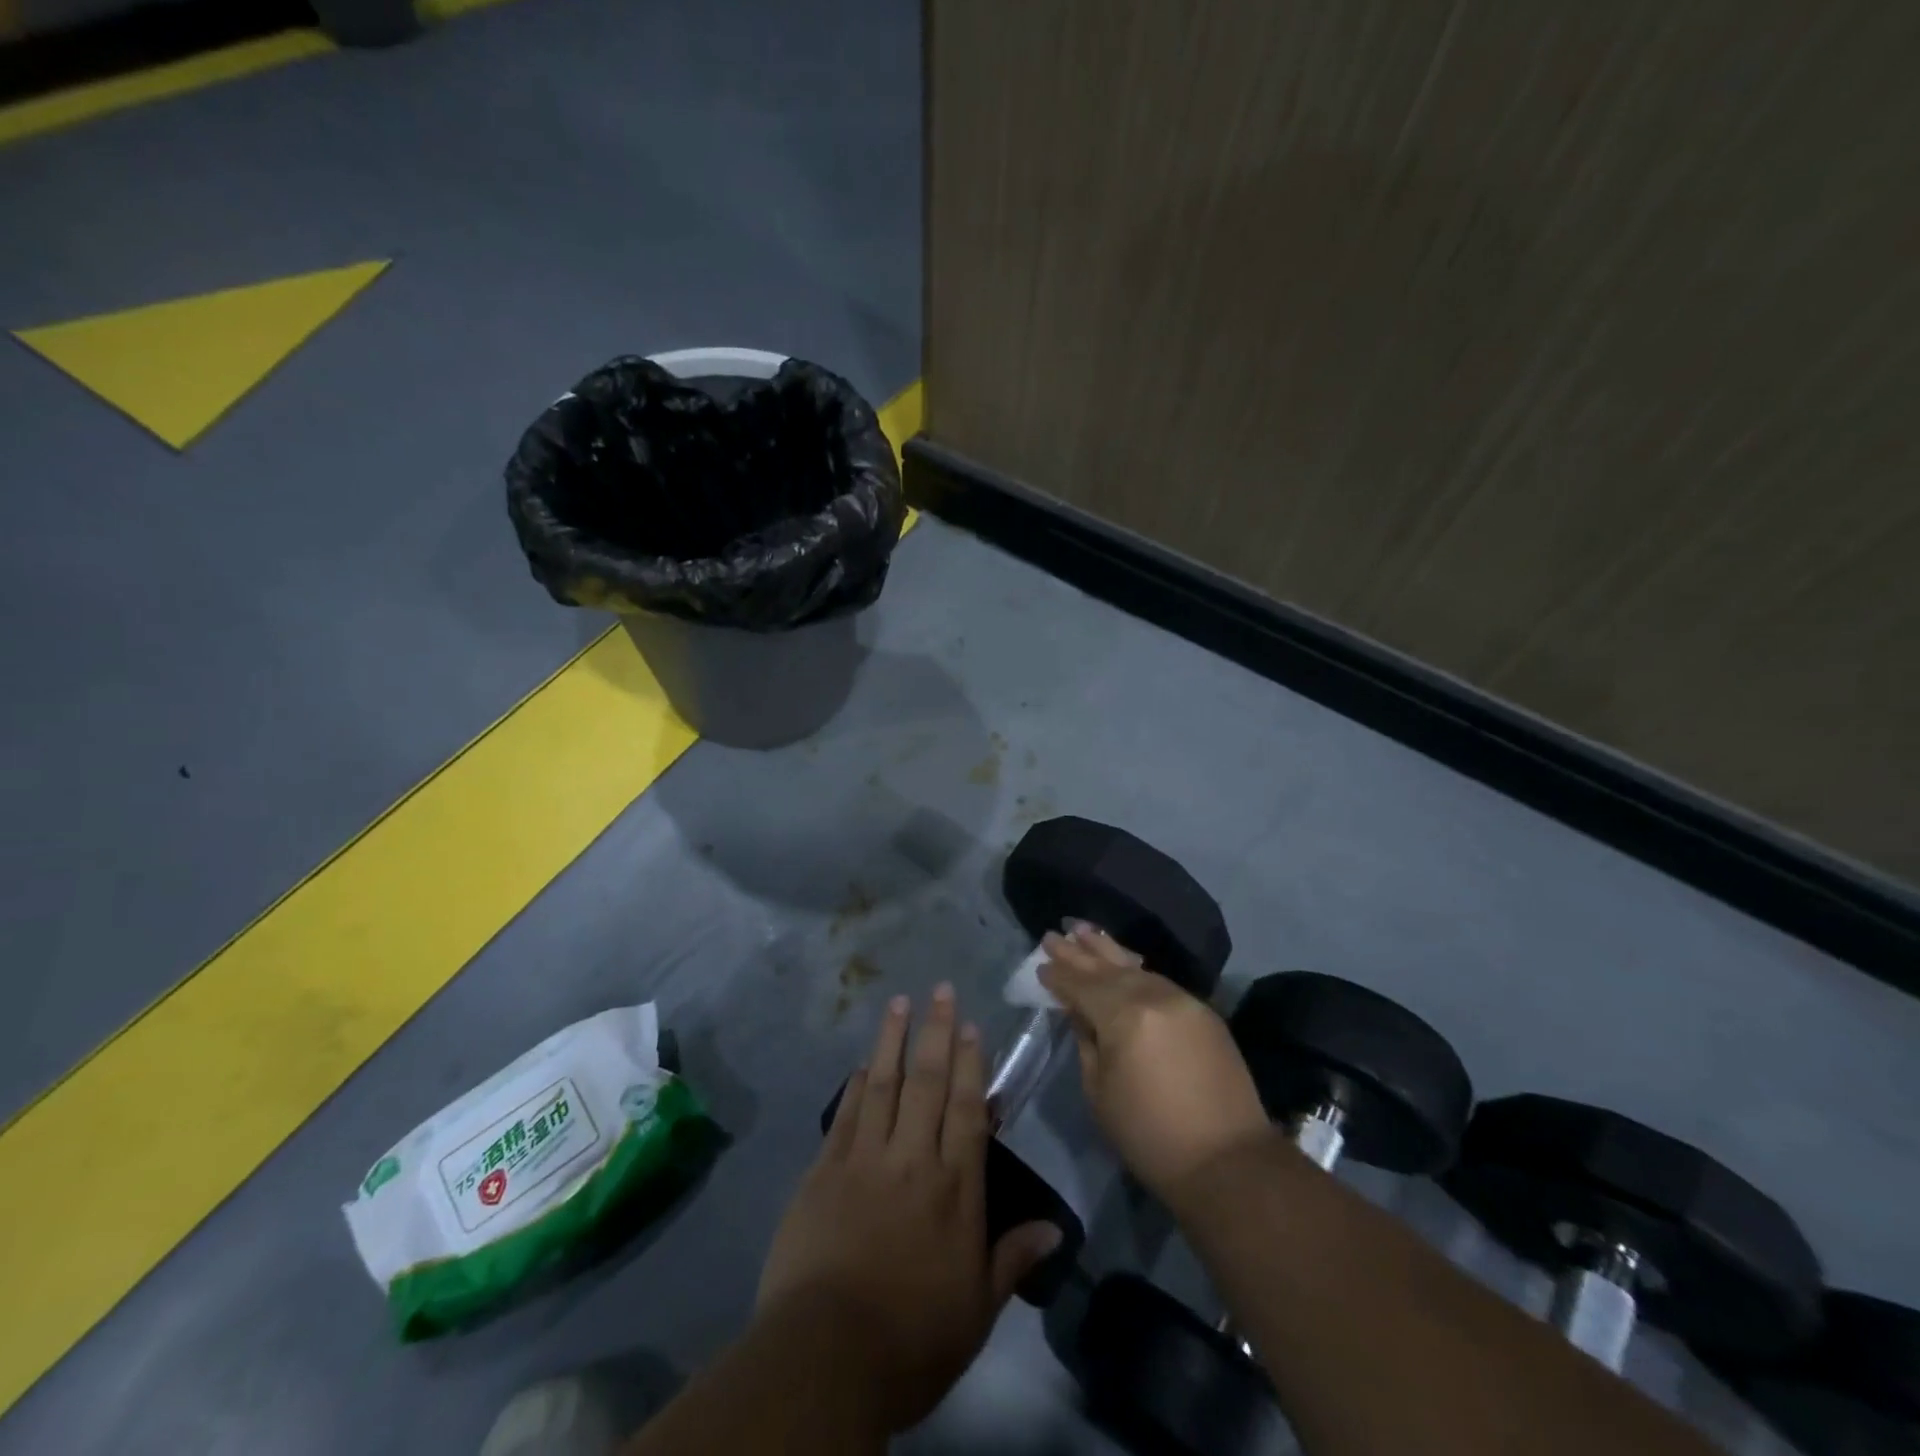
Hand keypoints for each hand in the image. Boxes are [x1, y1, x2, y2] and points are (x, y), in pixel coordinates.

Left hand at [755, 986, 1061, 1432]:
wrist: (827, 1356)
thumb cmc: (912, 1339)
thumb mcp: (976, 1310)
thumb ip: (1012, 1258)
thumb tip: (1054, 1227)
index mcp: (954, 1189)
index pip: (966, 1110)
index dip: (970, 1064)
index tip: (970, 1026)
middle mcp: (912, 1160)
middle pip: (927, 1083)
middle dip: (936, 1032)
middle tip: (940, 990)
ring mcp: (864, 1160)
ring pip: (884, 1084)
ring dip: (893, 1039)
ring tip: (899, 1001)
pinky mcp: (824, 1171)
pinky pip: (845, 1114)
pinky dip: (856, 1084)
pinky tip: (863, 1061)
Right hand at [1040, 924, 1269, 1199]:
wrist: (1228, 1162)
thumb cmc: (1150, 1135)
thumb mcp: (1100, 1092)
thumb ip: (1087, 1042)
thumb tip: (1079, 1012)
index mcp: (1123, 1016)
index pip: (1081, 986)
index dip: (1059, 976)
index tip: (1040, 964)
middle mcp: (1153, 996)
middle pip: (1107, 968)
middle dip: (1078, 952)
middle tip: (1053, 935)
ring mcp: (1183, 1001)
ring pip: (1136, 968)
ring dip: (1108, 951)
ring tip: (1085, 931)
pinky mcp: (1204, 1013)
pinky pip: (1160, 981)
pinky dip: (1136, 970)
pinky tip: (1125, 964)